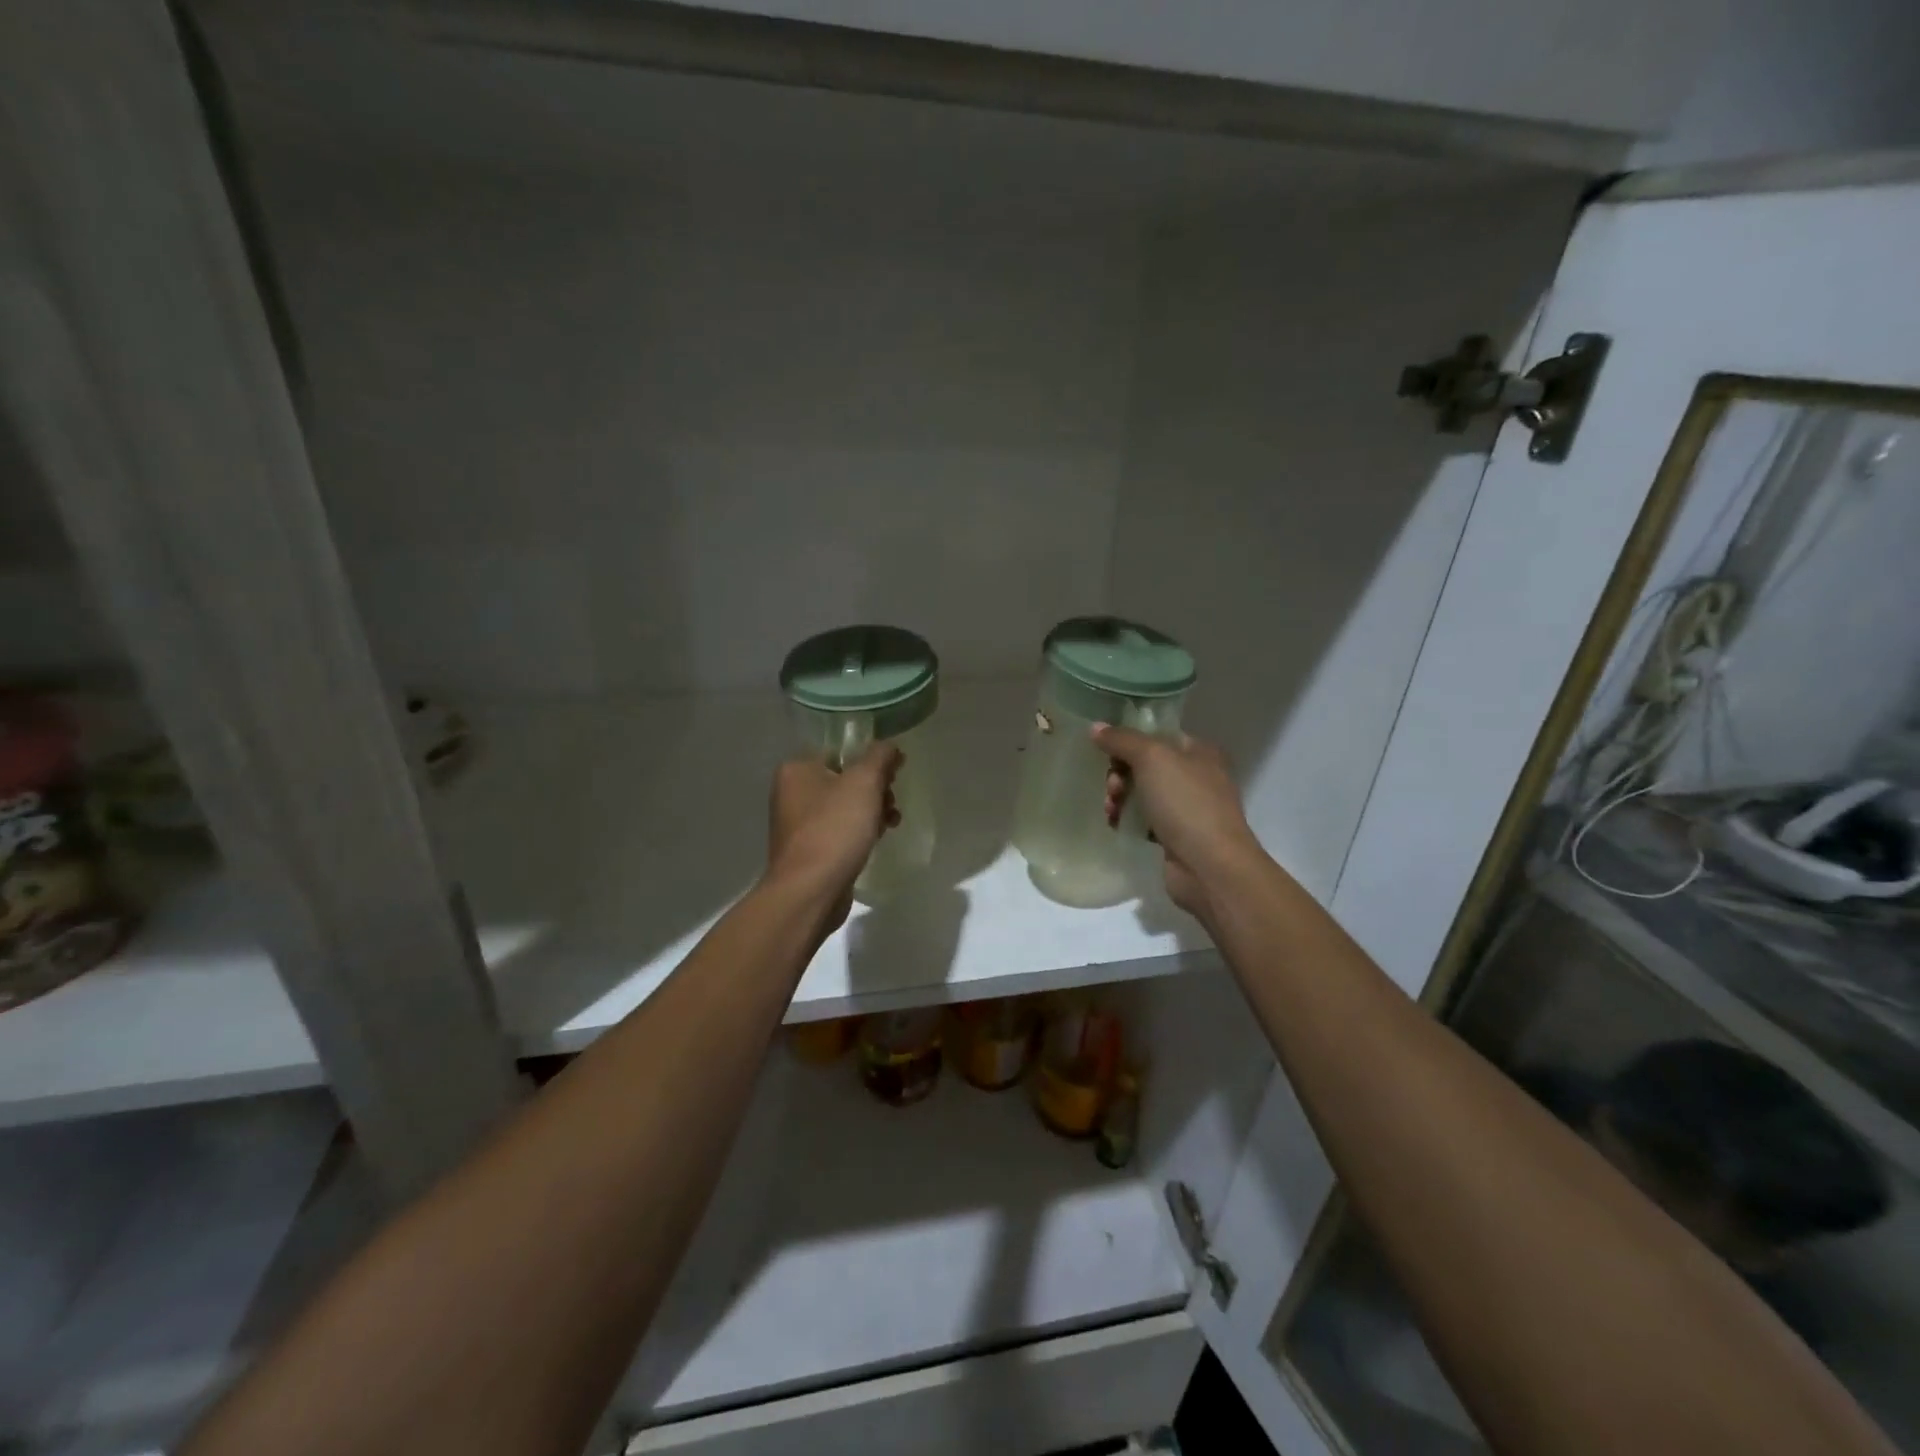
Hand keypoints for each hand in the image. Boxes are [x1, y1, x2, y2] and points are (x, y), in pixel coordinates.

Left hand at [765, 743, 903, 929]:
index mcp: (797, 769)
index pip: (841, 751)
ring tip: (891, 823)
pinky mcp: (809, 850)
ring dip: (872, 811)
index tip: (895, 774)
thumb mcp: (864, 782)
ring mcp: (799, 824)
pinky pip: (840, 830)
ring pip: (845, 806)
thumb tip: (890, 746)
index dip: (872, 760)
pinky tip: (877, 840)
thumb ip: (880, 757)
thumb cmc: (835, 828)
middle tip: (891, 801)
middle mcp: (792, 792)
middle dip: (875, 789)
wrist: (810, 890)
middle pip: (845, 779)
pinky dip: (860, 831)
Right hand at [1092, 723, 1267, 921]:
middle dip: (1120, 774)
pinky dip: (1127, 820)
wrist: (1210, 866)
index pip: (1157, 735)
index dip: (1129, 741)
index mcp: (1199, 751)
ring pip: (1142, 793)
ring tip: (1111, 810)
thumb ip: (1122, 739)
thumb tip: (1096, 727)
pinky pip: (1144, 820)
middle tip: (1112, 788)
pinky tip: (1115, 825)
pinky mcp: (1176, 836)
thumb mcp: (1152, 758)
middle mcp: (1196, 776)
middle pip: (1145, 765)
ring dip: (1120, 797)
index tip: (1107, 753)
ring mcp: (1188, 808)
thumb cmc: (1185, 803)